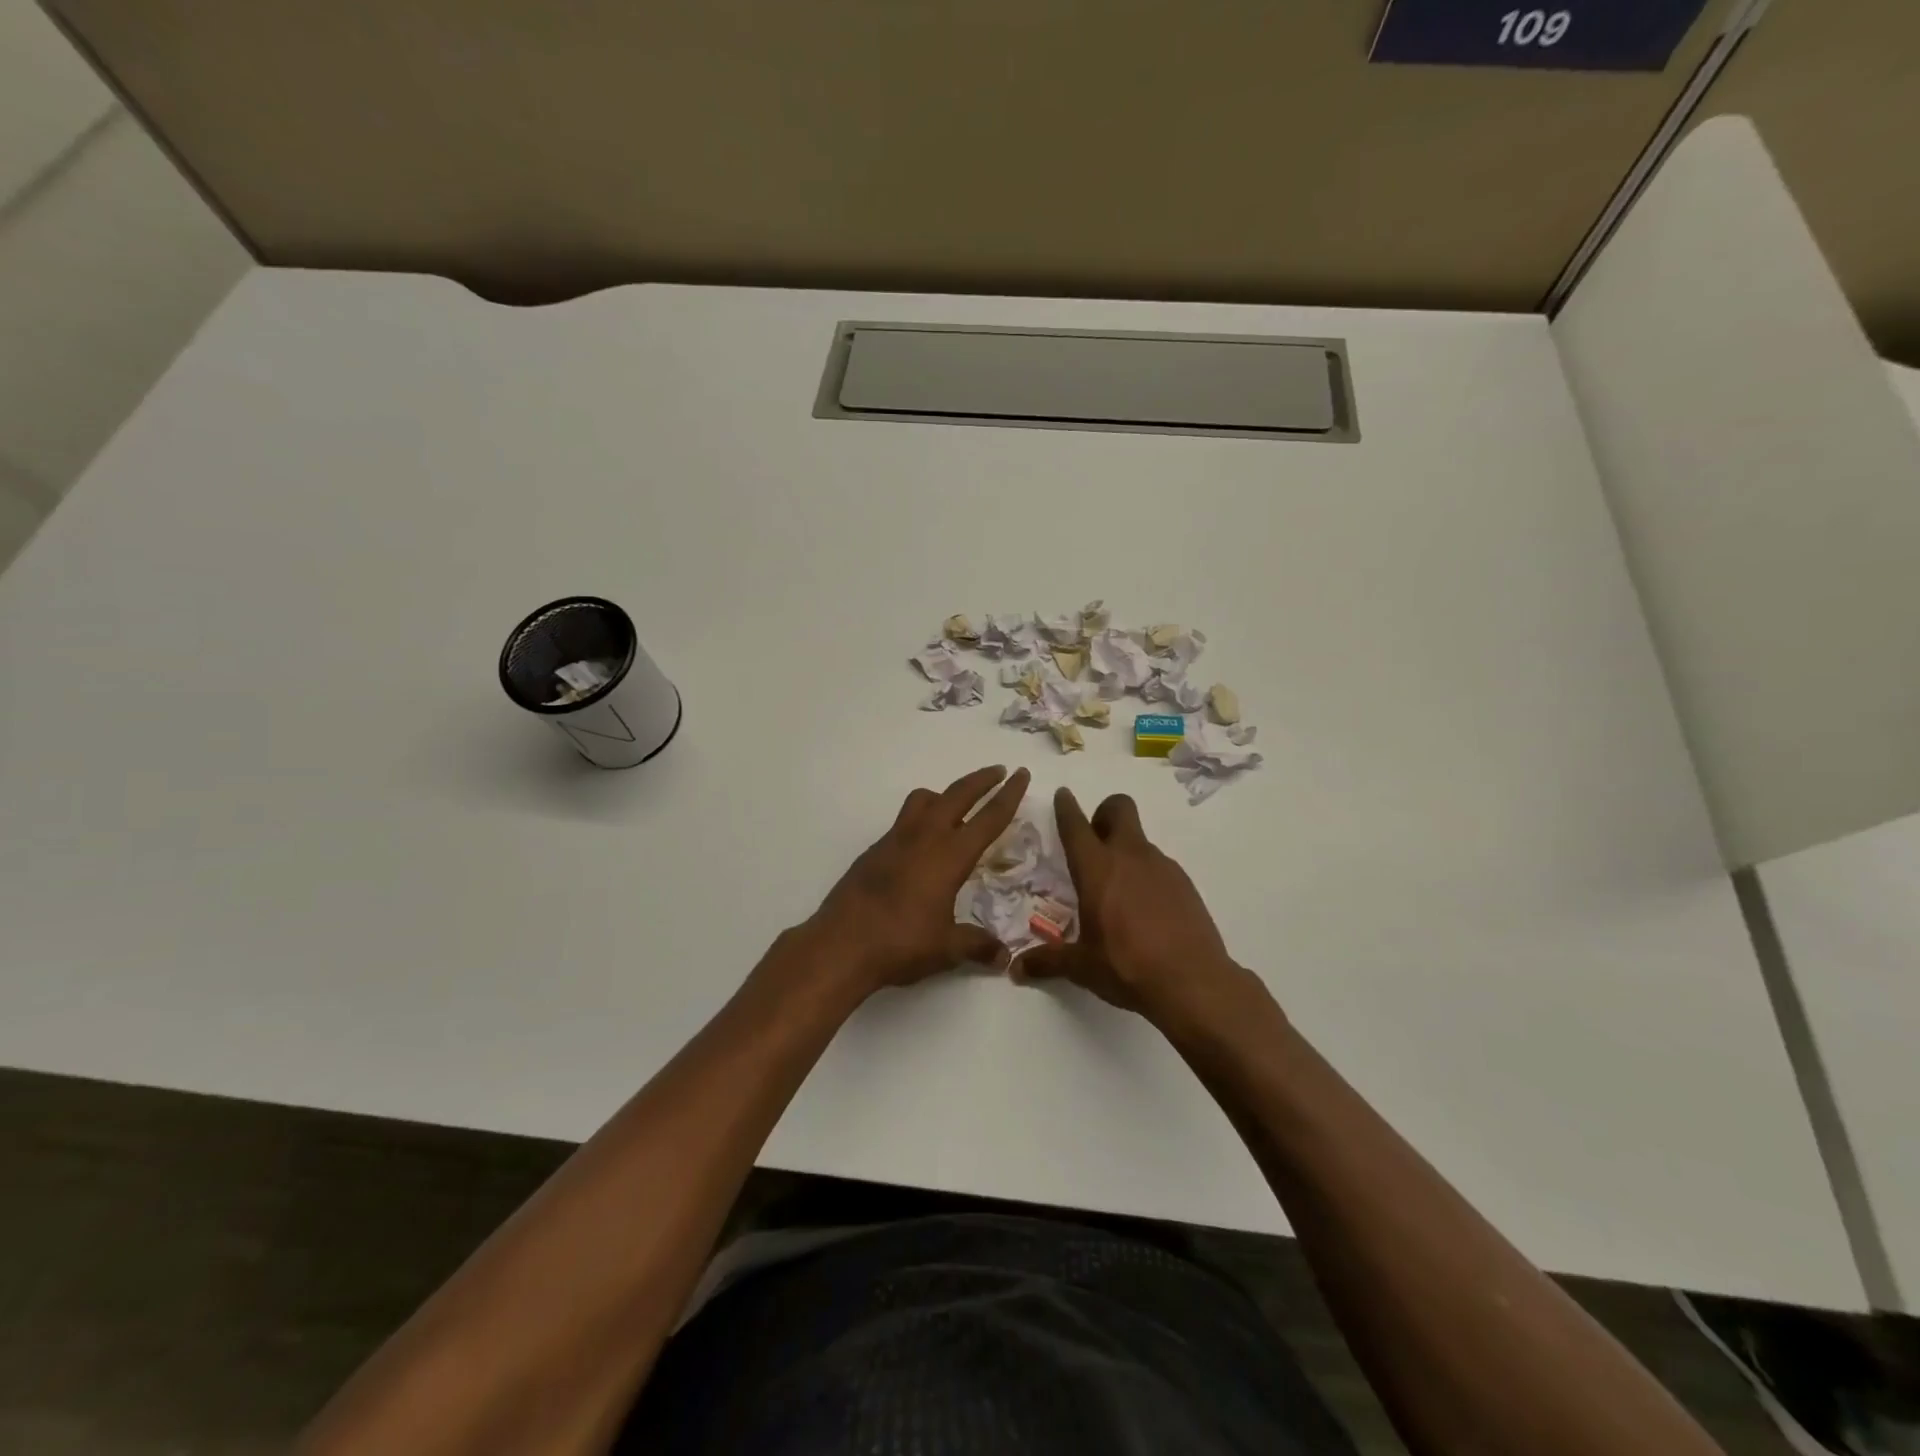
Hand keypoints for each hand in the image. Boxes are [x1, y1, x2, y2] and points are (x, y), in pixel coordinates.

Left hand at [801, 765, 1031, 998]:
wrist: (840, 944)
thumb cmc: (900, 943)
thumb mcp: (946, 948)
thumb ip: (977, 946)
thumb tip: (1003, 957)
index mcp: (950, 856)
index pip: (988, 819)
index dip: (1009, 795)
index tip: (1021, 774)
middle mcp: (924, 838)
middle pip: (957, 795)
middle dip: (981, 780)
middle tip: (998, 770)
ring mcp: (895, 841)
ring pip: (923, 800)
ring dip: (944, 794)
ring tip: (955, 804)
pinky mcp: (874, 851)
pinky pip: (903, 821)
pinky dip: (919, 819)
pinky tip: (921, 846)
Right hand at [1016, 788, 1252, 1022]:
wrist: (1194, 982)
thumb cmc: (1128, 967)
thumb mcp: (1082, 967)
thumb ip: (1047, 961)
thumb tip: (1015, 969)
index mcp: (1097, 869)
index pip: (1076, 825)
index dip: (1066, 807)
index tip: (1063, 794)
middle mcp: (1129, 857)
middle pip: (1119, 808)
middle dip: (1104, 813)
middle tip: (1094, 841)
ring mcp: (1162, 866)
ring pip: (1140, 840)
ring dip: (1125, 850)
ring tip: (1118, 891)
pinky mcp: (1185, 883)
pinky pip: (1159, 866)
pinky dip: (1147, 876)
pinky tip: (1146, 911)